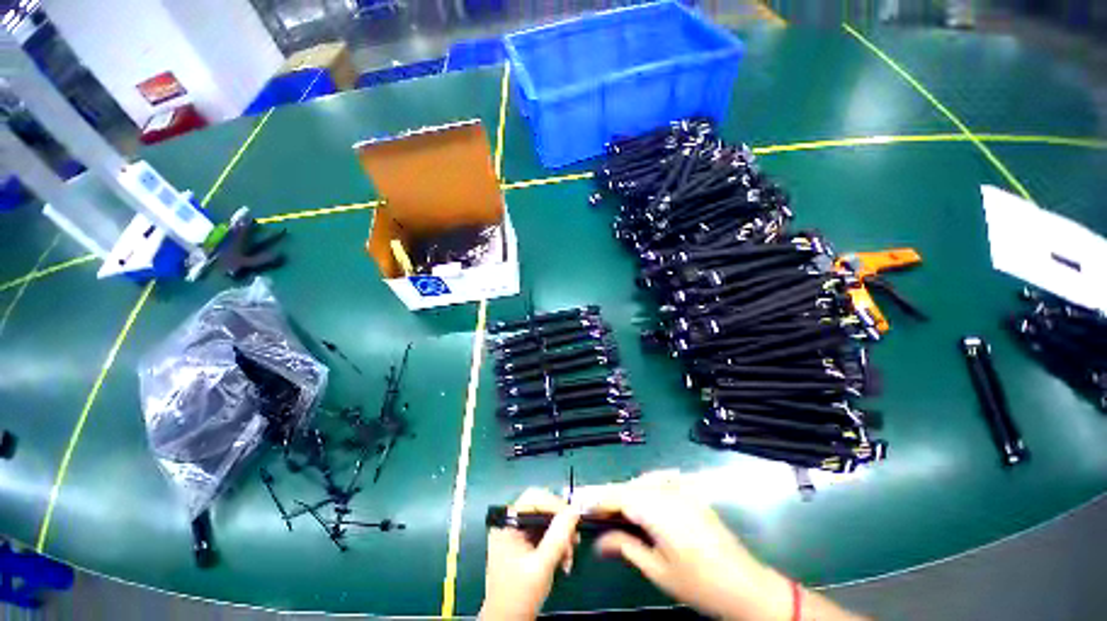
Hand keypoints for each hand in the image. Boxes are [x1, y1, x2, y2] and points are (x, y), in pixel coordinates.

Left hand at [480, 488, 580, 620]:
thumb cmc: (518, 595)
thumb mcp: (541, 565)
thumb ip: (558, 536)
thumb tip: (575, 509)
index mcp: (508, 522)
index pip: (534, 497)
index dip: (555, 504)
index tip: (573, 519)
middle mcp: (511, 522)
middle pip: (542, 507)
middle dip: (561, 524)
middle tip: (575, 540)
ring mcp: (517, 534)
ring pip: (546, 521)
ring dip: (561, 536)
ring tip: (569, 557)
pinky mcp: (524, 545)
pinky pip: (545, 534)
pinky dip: (557, 544)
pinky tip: (564, 561)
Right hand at [592, 471, 791, 620]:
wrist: (747, 586)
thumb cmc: (700, 585)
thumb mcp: (658, 571)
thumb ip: (626, 547)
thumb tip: (599, 541)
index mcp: (659, 510)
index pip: (619, 496)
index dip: (597, 497)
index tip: (578, 502)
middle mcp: (669, 492)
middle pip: (630, 486)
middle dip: (609, 496)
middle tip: (592, 510)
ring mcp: (683, 490)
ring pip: (643, 482)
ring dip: (625, 493)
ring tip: (612, 510)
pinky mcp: (691, 494)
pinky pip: (659, 483)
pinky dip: (643, 489)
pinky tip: (640, 501)